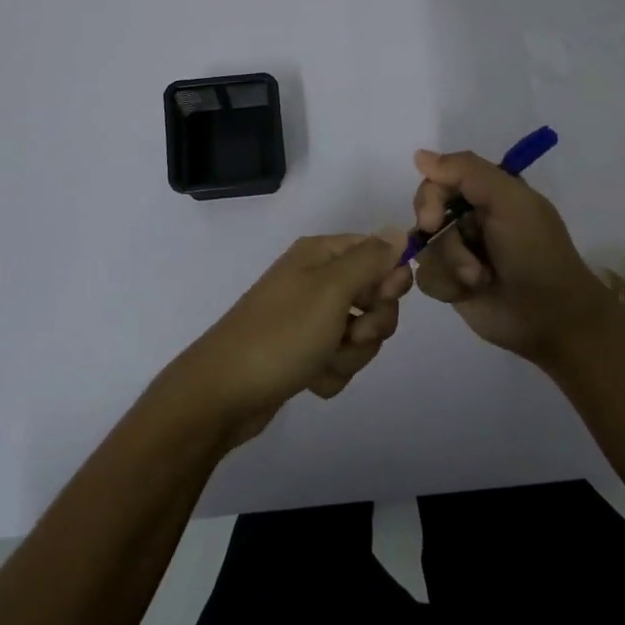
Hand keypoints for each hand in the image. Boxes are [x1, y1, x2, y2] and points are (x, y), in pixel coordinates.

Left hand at [168, 232, 411, 443]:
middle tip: (351, 334)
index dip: (389, 278)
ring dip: (351, 353)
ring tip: (322, 361)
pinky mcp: (303, 354)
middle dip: (371, 324)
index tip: (383, 298)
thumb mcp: (332, 289)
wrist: (224, 392)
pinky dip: (331, 373)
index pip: (377, 252)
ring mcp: (308, 319)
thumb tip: (399, 232)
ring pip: (360, 334)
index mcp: (320, 255)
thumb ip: (371, 259)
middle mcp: (315, 281)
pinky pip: (340, 360)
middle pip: (374, 297)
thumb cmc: (282, 333)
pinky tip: (310, 379)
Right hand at [410, 148, 615, 365]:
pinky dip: (446, 285)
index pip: (439, 180)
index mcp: (488, 192)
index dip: (430, 198)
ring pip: (425, 248)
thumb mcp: (510, 201)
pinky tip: (468, 293)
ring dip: (450, 265)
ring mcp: (459, 251)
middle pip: (425, 213)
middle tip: (464, 258)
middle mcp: (470, 217)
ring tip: (479, 279)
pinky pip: (426, 277)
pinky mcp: (452, 284)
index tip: (432, 219)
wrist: (551, 316)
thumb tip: (420, 156)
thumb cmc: (535, 252)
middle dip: (444, 240)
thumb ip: (467, 171)